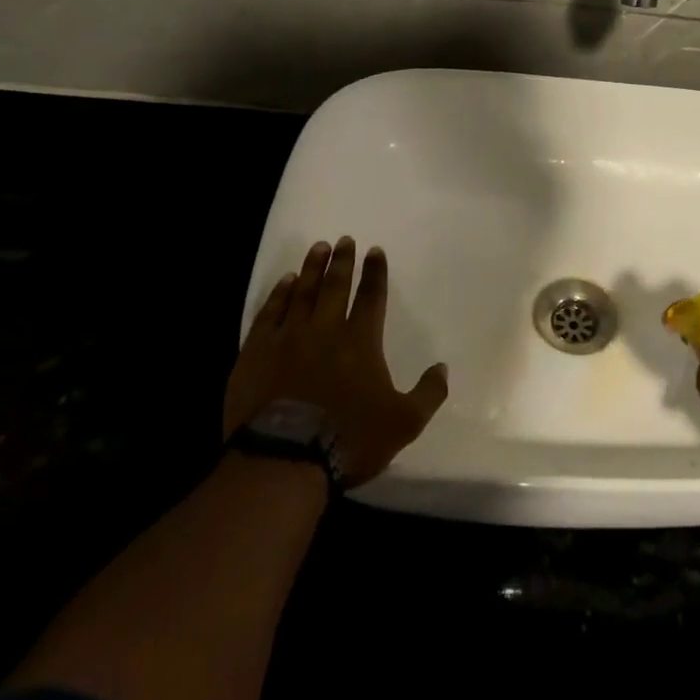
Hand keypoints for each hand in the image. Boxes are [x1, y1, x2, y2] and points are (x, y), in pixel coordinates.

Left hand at [224, 238, 447, 488]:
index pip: (371, 296)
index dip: (375, 272)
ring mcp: (287, 339)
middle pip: (335, 286)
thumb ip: (428, 393)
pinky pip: (269, 313)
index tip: (375, 251)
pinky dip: (278, 294)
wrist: (283, 459)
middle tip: (344, 239)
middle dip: (342, 261)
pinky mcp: (256, 353)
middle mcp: (325, 330)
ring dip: (311, 269)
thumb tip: (443, 368)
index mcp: (361, 341)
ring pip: (302, 293)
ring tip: (318, 248)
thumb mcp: (404, 423)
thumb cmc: (348, 439)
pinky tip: (284, 282)